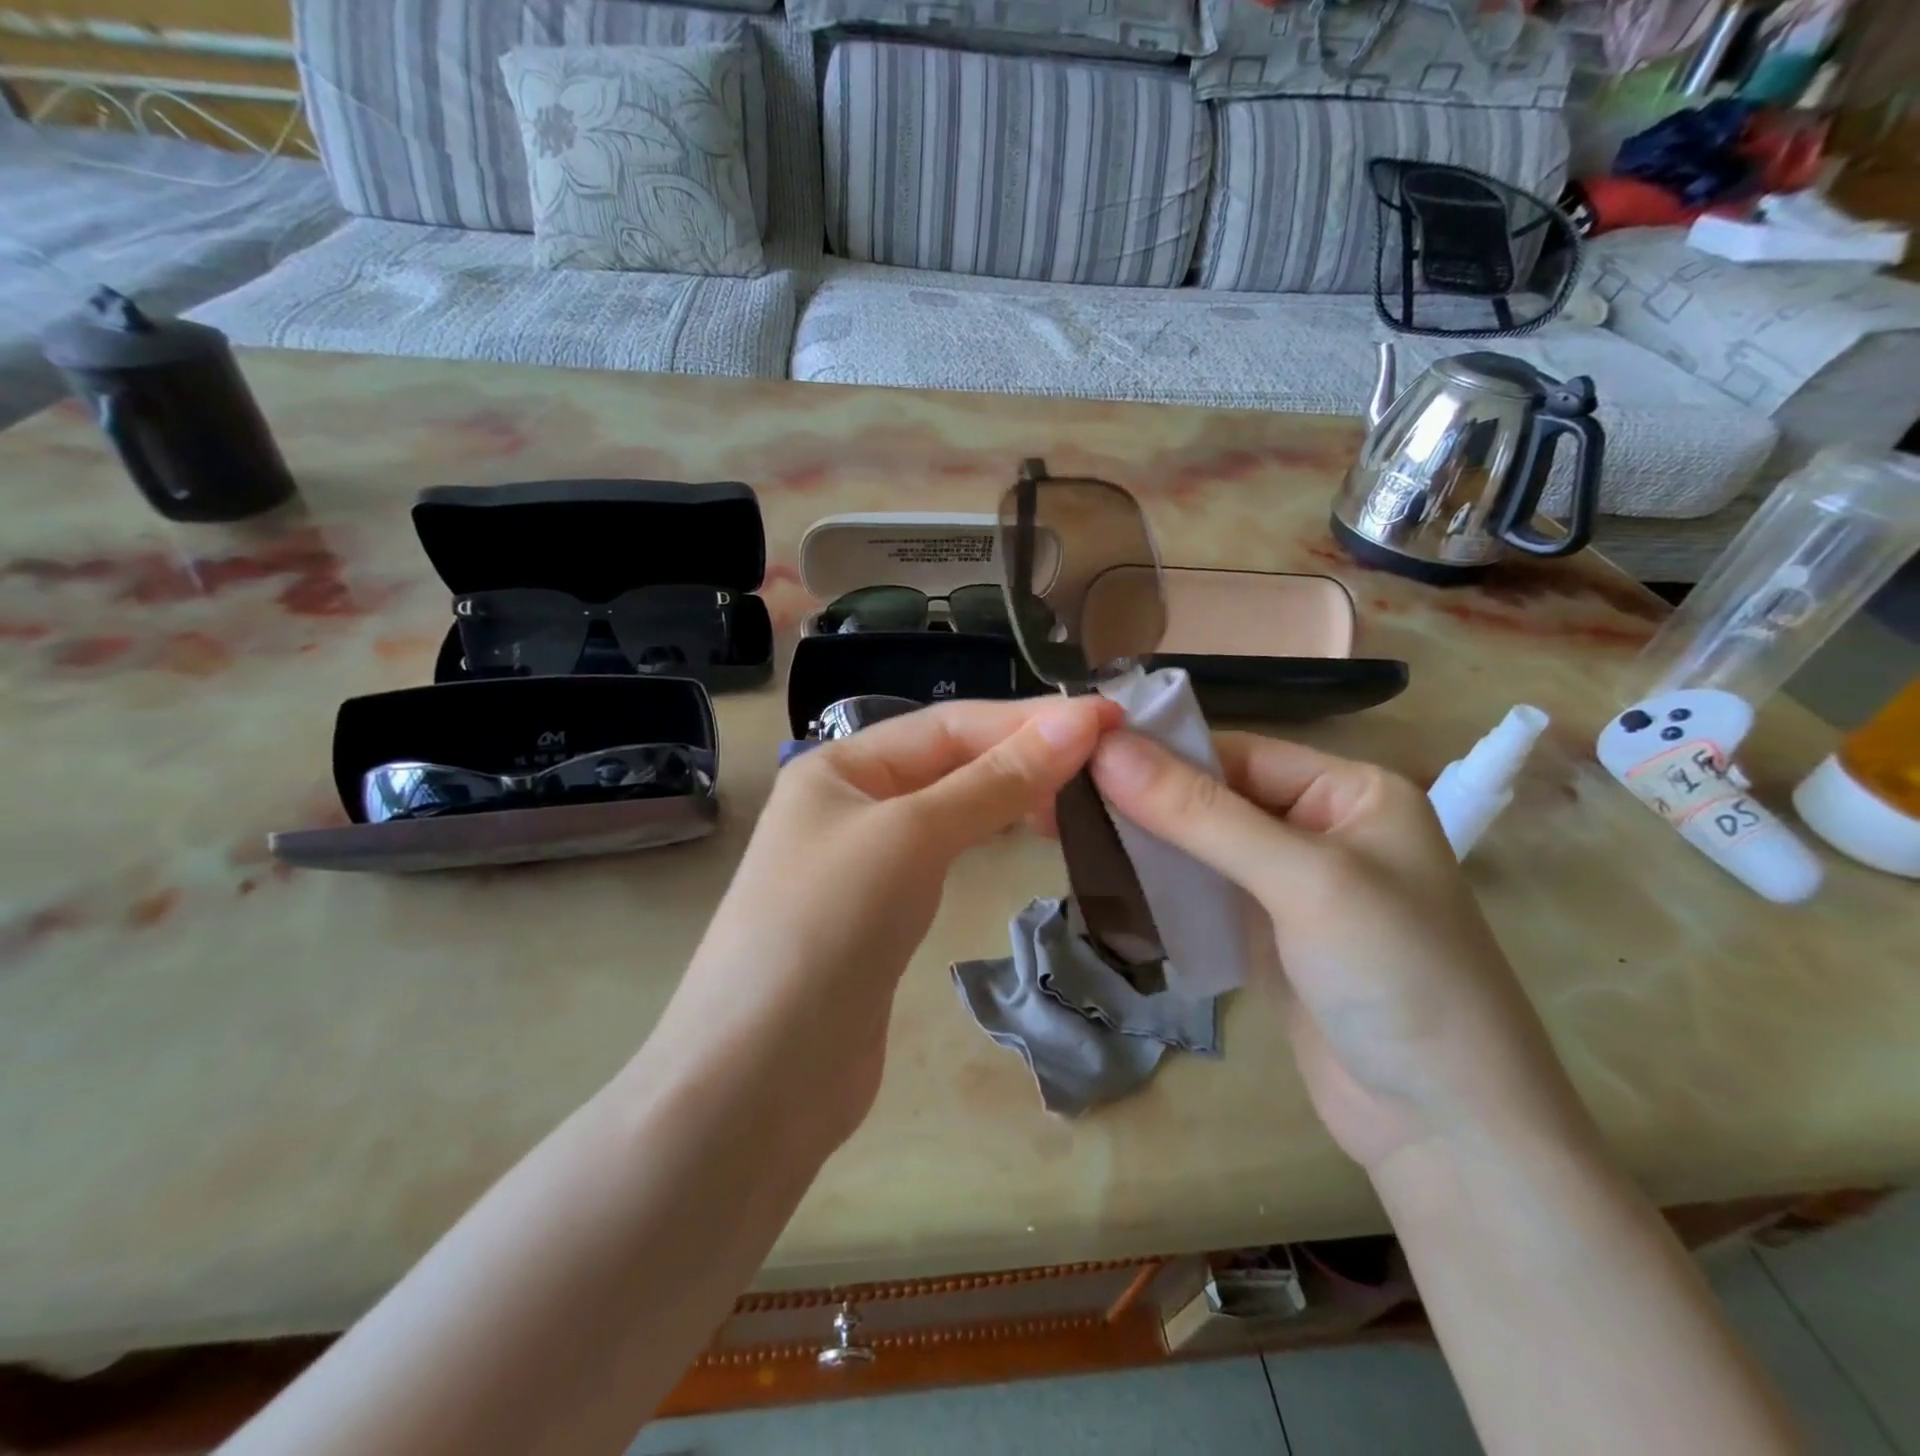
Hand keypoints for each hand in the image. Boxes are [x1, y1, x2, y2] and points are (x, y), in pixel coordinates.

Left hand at [652, 695, 1121, 1150]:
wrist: (760, 1077)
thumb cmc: (828, 927)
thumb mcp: (912, 836)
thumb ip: (994, 781)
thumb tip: (1077, 722)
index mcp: (840, 767)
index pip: (948, 725)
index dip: (1028, 719)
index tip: (1108, 719)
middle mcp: (849, 804)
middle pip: (950, 762)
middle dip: (1024, 754)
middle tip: (1107, 760)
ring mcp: (864, 862)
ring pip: (951, 809)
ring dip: (1011, 794)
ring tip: (1080, 791)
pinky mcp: (881, 915)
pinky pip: (945, 857)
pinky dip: (989, 839)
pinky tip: (1027, 836)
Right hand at [1090, 732, 1592, 1179]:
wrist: (1447, 1131)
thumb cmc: (1395, 977)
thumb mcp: (1300, 880)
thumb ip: (1200, 813)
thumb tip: (1107, 748)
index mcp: (1349, 791)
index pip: (1236, 752)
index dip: (1160, 752)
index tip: (1079, 755)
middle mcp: (1320, 827)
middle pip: (1214, 796)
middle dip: (1145, 799)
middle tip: (1060, 795)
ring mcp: (1291, 885)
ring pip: (1201, 845)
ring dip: (1146, 842)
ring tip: (1068, 829)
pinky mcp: (1267, 934)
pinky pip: (1203, 891)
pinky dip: (1160, 885)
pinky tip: (1108, 877)